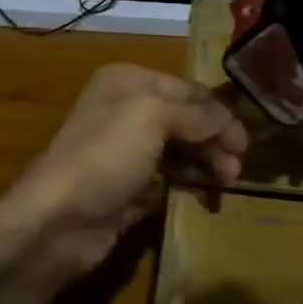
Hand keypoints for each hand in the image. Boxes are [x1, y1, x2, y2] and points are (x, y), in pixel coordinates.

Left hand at [0, 64, 247, 284]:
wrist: (57, 220)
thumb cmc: (105, 156)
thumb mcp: (154, 117)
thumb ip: (197, 115)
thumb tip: (229, 123)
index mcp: (128, 82)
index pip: (188, 90)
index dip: (219, 113)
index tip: (245, 141)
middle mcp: (125, 110)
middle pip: (186, 120)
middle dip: (215, 140)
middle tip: (237, 167)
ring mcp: (125, 151)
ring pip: (179, 149)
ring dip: (206, 162)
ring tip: (226, 182)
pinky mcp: (126, 187)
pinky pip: (166, 178)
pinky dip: (187, 182)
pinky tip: (202, 192)